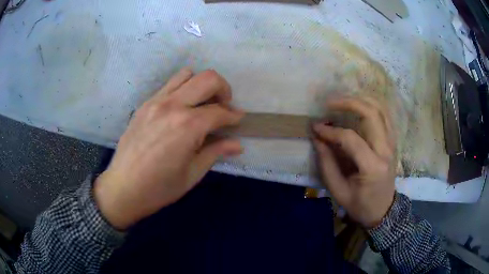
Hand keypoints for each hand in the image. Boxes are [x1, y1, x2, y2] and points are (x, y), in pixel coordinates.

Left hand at [94, 68, 243, 229]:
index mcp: (187, 126)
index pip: (220, 111)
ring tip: (201, 104)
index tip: (240, 119)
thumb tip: (238, 144)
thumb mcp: (192, 174)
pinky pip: (169, 85)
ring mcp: (156, 101)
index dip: (234, 115)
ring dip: (200, 85)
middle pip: (207, 79)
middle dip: (223, 89)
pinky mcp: (144, 104)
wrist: (123, 188)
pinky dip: (182, 89)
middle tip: (224, 106)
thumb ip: (216, 152)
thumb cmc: (160, 188)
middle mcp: (173, 105)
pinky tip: (180, 109)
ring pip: (186, 74)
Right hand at [312, 96, 395, 227]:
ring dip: (360, 100)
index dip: (331, 131)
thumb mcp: (339, 191)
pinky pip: (384, 116)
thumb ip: (327, 164)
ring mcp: (392, 144)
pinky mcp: (392, 142)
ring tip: (342, 101)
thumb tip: (317, 138)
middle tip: (330, 102)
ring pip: (380, 109)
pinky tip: (358, 107)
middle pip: (371, 114)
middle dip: (349, 103)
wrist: (383, 210)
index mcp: (373, 167)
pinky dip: (371, 107)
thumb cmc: (360, 205)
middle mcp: (386, 150)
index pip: (351, 139)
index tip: (316, 127)